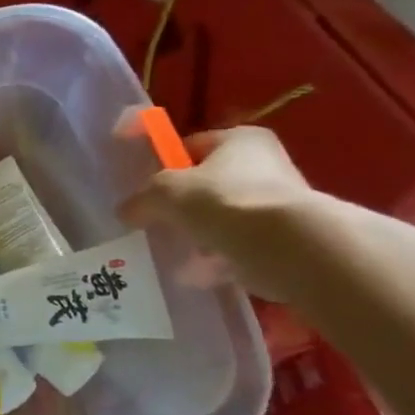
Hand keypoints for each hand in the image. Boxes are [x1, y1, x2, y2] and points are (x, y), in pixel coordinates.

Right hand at [120, 126, 320, 301]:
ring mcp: (280, 204)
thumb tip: (125, 212)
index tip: (146, 187)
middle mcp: (266, 164)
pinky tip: (195, 274)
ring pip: (224, 217)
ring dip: (199, 234)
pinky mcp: (287, 240)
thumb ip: (141, 200)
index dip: (165, 164)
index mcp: (240, 139)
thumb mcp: (165, 193)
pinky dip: (217, 260)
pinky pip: (239, 247)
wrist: (290, 248)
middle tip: (156, 221)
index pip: (192, 145)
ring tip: (173, 251)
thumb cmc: (224, 202)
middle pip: (209, 183)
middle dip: (183, 205)